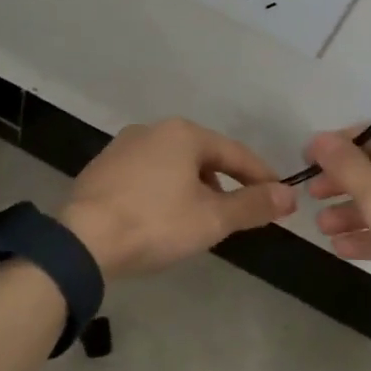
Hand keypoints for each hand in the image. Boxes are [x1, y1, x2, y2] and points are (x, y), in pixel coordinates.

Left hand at [62, 119, 295, 279]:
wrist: (82, 241)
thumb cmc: (155, 223)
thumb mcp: (212, 218)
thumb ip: (252, 205)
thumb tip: (289, 195)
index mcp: (183, 134)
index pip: (235, 153)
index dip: (260, 176)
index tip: (279, 197)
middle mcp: (152, 130)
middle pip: (203, 156)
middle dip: (225, 183)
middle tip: (239, 211)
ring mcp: (122, 147)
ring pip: (173, 165)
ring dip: (193, 187)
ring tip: (201, 217)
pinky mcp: (102, 169)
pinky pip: (146, 175)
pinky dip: (164, 191)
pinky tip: (162, 216)